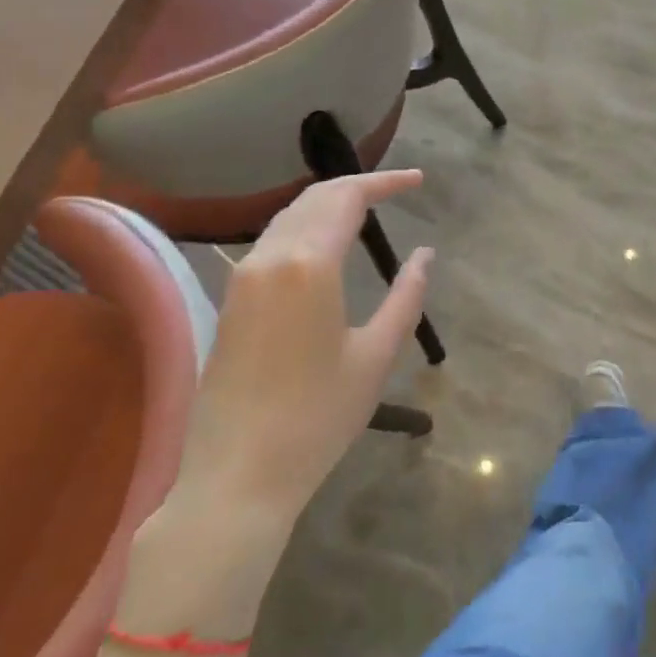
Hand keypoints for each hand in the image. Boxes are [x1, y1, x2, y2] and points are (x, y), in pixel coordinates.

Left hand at [174, 170, 432, 521]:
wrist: (237, 475)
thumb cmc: (318, 418)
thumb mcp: (376, 356)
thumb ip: (406, 296)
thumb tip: (425, 255)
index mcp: (309, 265)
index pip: (348, 197)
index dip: (386, 182)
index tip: (419, 181)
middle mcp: (269, 257)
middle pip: (315, 198)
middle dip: (358, 185)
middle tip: (397, 189)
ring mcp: (242, 277)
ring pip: (289, 216)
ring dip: (329, 203)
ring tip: (367, 209)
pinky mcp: (230, 299)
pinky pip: (272, 241)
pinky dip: (305, 227)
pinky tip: (326, 244)